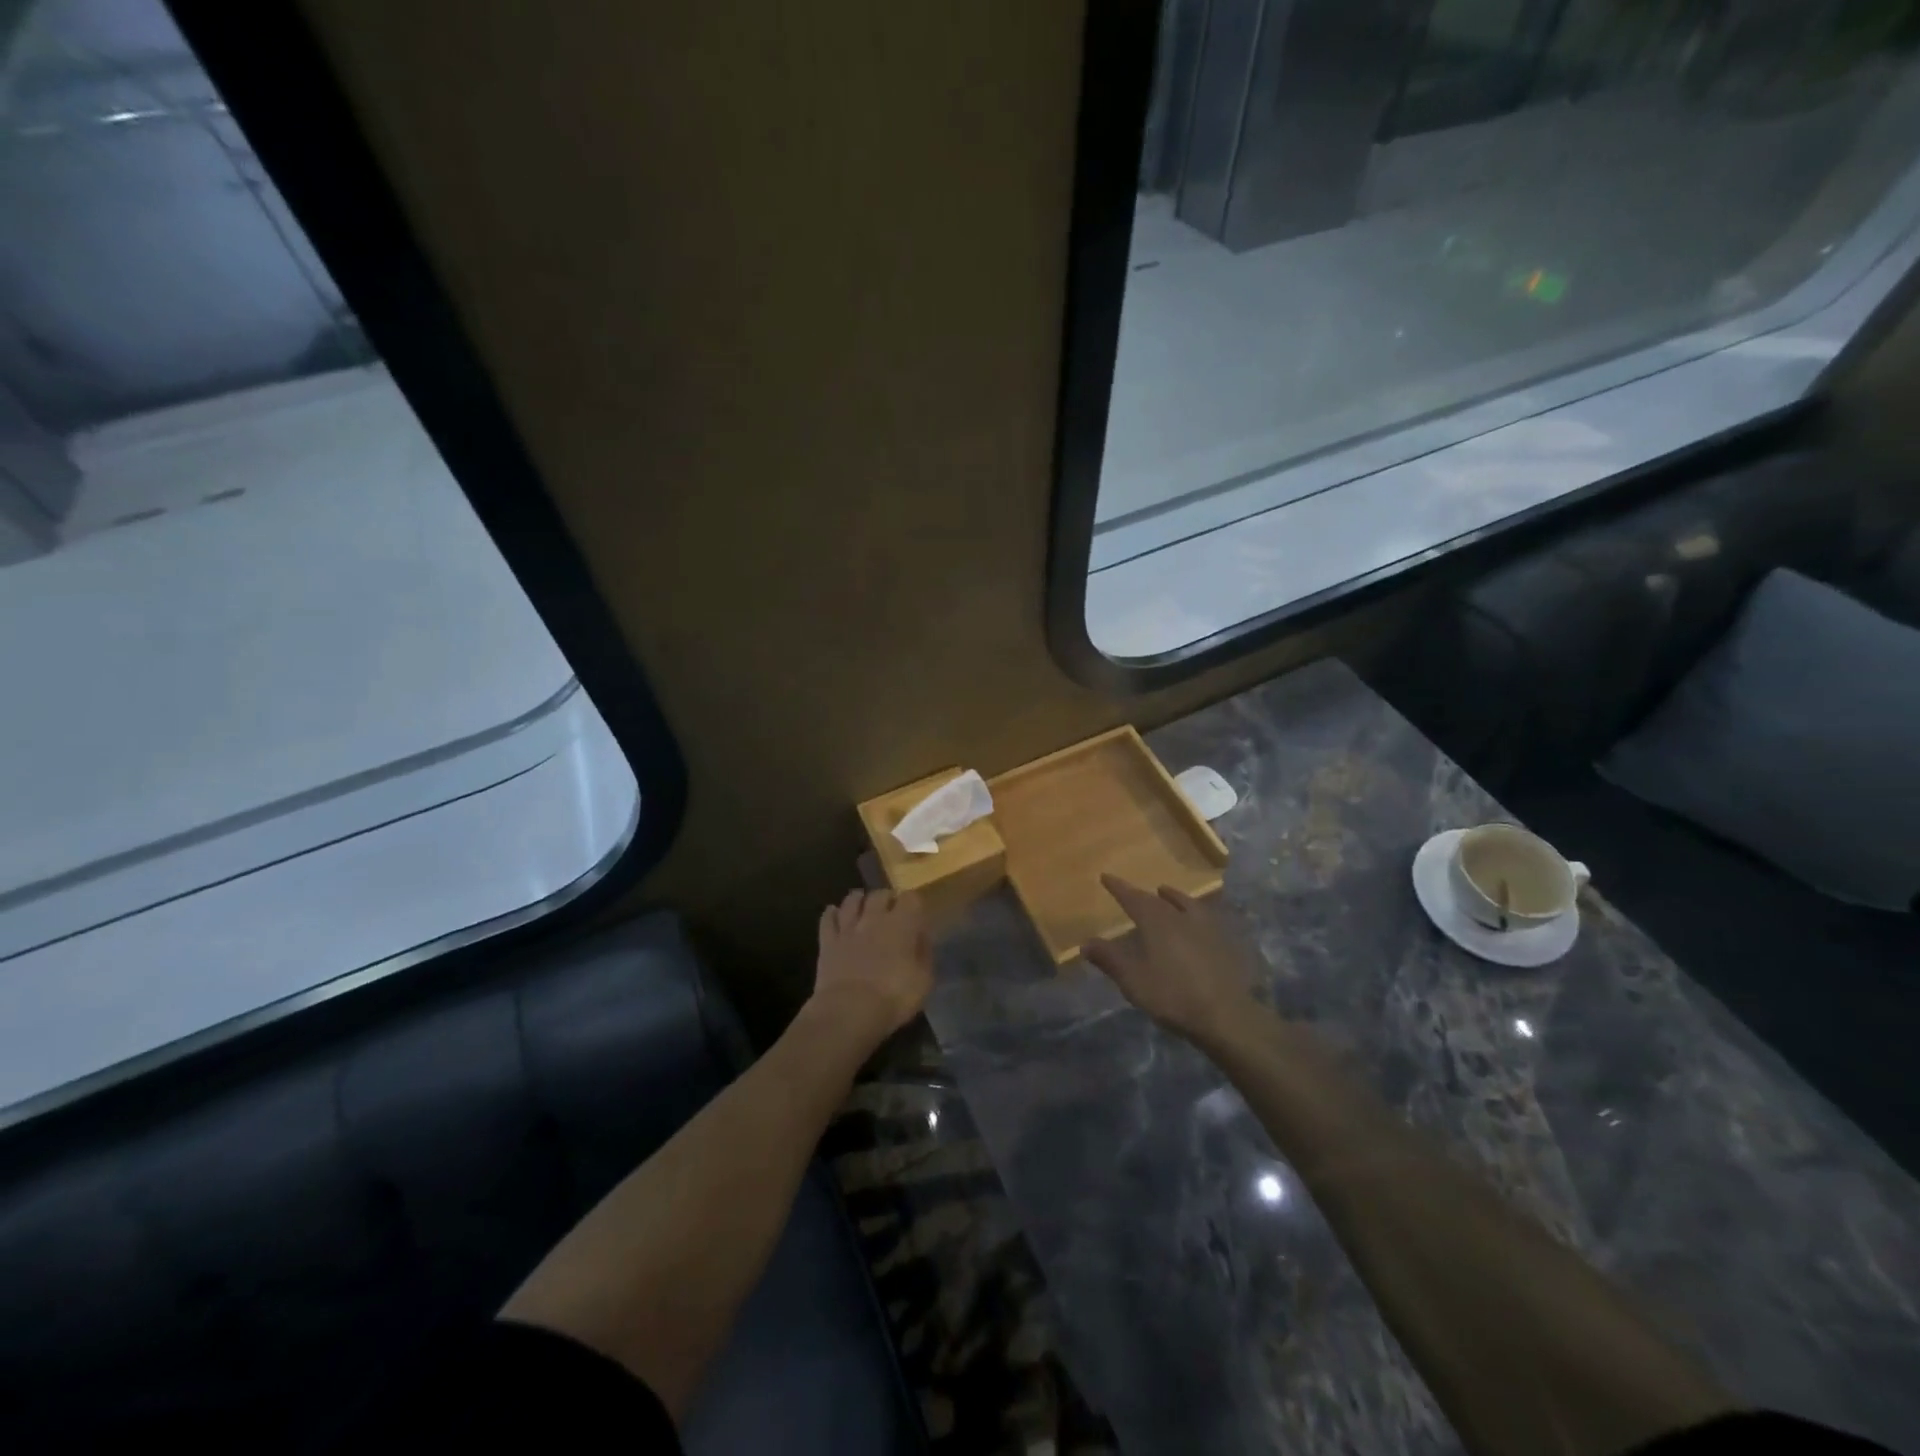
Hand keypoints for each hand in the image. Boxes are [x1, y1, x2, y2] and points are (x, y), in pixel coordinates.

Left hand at [812, 889, 933, 1038]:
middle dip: (887, 899)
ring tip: (863, 906)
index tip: (916, 915)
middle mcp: (874, 918)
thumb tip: (921, 938)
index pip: (910, 898)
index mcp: (901, 924)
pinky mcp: (827, 942)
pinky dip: (831, 914)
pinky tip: (834, 914)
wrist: (849, 1011)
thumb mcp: (924, 981)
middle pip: (880, 894)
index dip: (914, 903)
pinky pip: (827, 919)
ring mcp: (848, 928)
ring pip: (852, 900)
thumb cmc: (893, 997)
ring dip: (859, 900)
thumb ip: (924, 954)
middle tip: (891, 910)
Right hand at [1083, 875, 1261, 1046]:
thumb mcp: (1133, 981)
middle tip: (1134, 893)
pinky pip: (1207, 918)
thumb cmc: (1173, 995)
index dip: (1118, 888)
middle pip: (1159, 900)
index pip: (1133, 898)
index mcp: (1157, 922)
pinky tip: (1198, 921)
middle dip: (1143, 895)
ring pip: (1187, 903)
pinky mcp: (1227, 942)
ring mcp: (1208, 928)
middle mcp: (1182, 917)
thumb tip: (1085, 942)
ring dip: (1173, 897)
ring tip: (1166, 893)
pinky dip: (1195, 912)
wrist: (1227, 1015)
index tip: (1106, 876)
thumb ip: (1109, 959)